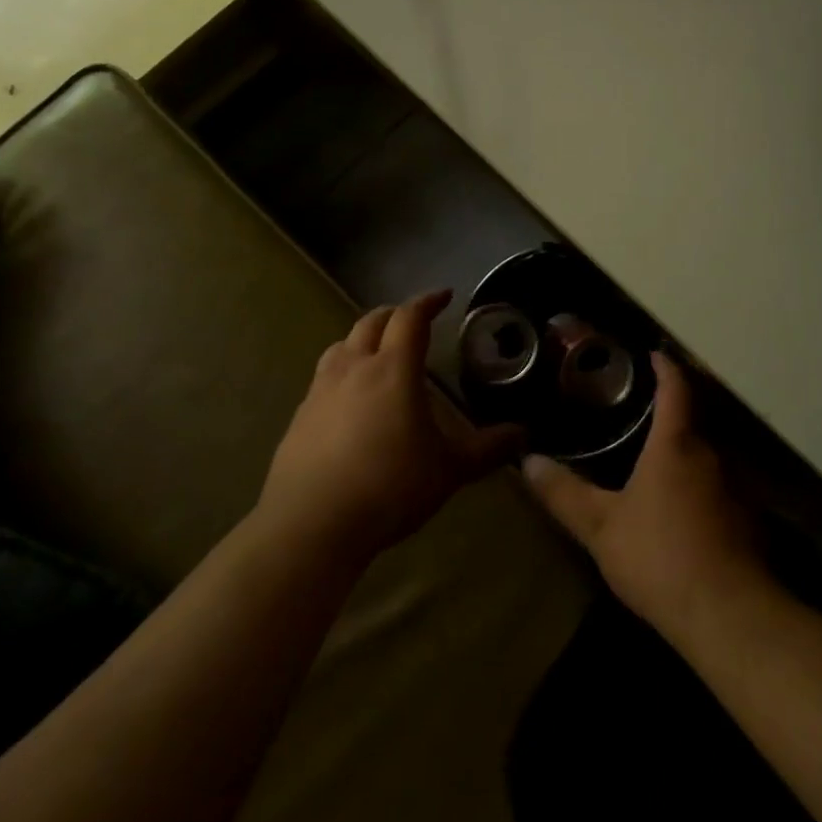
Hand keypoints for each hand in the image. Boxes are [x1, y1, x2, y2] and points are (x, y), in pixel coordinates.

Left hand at [257, 290, 526, 563]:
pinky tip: (349, 401)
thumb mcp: (449, 470)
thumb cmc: (389, 487)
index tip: (444, 296)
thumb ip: (488, 449)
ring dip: (363, 339)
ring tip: (378, 353)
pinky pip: (323, 379)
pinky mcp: (299, 417)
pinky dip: (342, 373)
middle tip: (414, 321)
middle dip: (395, 314)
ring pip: (341, 345)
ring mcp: (320, 391)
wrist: (311, 526)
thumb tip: (523, 435)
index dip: (428, 302)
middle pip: (372, 322)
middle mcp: (354, 368)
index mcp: (393, 369)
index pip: (410, 317)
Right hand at [521, 354, 767, 639]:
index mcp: (676, 444)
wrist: (730, 616)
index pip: (675, 388)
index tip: (654, 353)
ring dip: (687, 450)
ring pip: (708, 455)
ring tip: (657, 457)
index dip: (665, 367)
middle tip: (641, 408)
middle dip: (672, 410)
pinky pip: (720, 486)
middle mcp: (713, 454)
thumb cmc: (660, 557)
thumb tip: (528, 461)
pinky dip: (701, 484)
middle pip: (694, 418)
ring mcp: (738, 487)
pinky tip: (683, 507)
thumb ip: (565, 493)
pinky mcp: (750, 521)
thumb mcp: (601, 527)